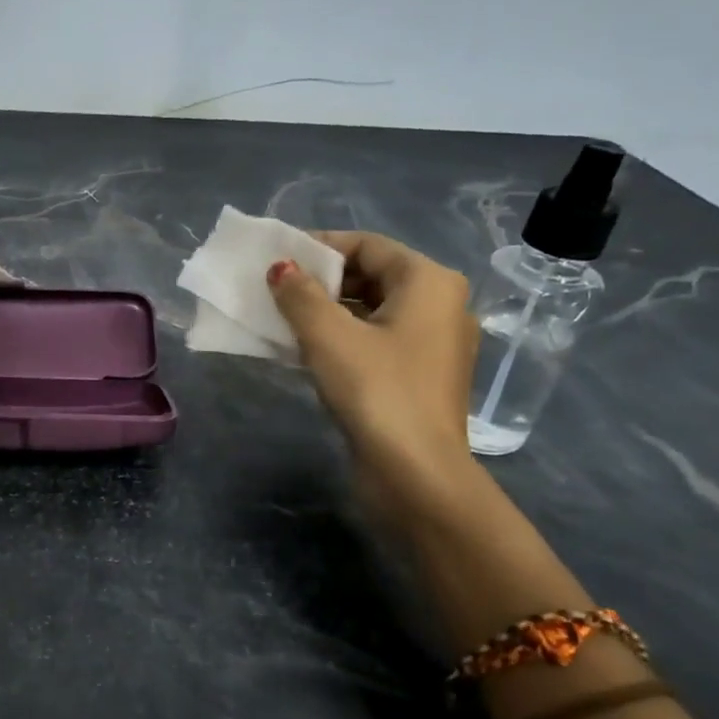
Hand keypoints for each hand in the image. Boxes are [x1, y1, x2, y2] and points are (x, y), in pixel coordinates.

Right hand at [266, 232, 478, 511]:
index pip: (367, 245)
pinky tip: (306, 350)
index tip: (277, 259)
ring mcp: (435, 343)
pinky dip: (344, 337)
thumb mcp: (328, 336)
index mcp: (429, 282)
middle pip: (372, 275)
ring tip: (283, 319)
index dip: (319, 247)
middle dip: (322, 281)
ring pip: (373, 310)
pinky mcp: (422, 375)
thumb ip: (300, 295)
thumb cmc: (376, 390)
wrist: (417, 473)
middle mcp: (442, 304)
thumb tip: (281, 268)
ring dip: (328, 311)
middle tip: (276, 291)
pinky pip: (378, 339)